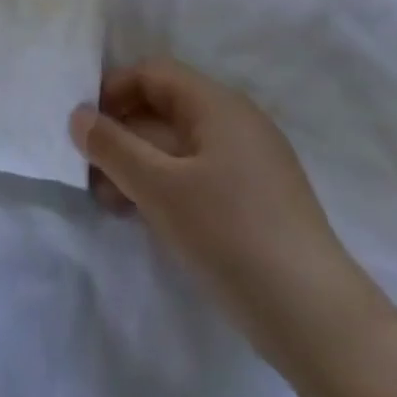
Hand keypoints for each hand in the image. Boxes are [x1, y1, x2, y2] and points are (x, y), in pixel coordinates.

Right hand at [70, 58, 379, 365]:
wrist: (319, 322)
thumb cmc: (231, 235)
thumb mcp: (159, 189)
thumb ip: (112, 147)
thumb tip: (77, 115)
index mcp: (217, 104)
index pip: (152, 73)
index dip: (112, 92)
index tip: (83, 128)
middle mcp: (236, 122)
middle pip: (164, 109)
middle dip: (122, 135)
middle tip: (89, 171)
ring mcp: (252, 163)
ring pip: (180, 147)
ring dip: (140, 166)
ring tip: (110, 202)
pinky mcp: (258, 201)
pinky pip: (199, 175)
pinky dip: (167, 187)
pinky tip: (147, 219)